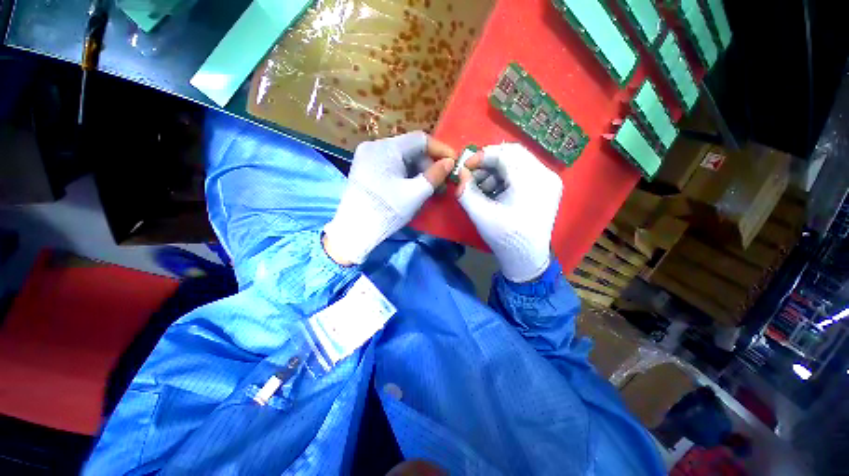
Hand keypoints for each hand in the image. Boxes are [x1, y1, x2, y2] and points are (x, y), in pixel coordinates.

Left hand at [323, 132, 454, 264]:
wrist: (356, 230)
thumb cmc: (387, 211)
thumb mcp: (415, 194)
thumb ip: (435, 175)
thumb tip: (450, 162)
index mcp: (386, 148)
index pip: (420, 139)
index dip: (440, 149)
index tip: (454, 162)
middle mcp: (374, 146)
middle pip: (410, 148)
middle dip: (429, 163)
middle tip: (442, 181)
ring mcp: (367, 156)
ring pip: (401, 157)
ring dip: (418, 170)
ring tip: (430, 188)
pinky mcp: (365, 168)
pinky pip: (391, 164)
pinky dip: (406, 173)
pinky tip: (414, 186)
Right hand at [457, 143, 562, 282]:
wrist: (526, 257)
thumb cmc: (504, 238)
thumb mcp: (480, 215)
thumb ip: (466, 192)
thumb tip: (460, 174)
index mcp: (531, 181)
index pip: (505, 154)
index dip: (482, 156)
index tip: (465, 167)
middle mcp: (546, 175)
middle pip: (513, 154)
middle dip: (489, 162)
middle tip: (472, 175)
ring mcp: (549, 180)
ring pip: (518, 161)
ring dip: (496, 170)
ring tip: (482, 187)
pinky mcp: (547, 187)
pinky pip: (524, 171)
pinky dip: (506, 177)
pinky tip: (495, 191)